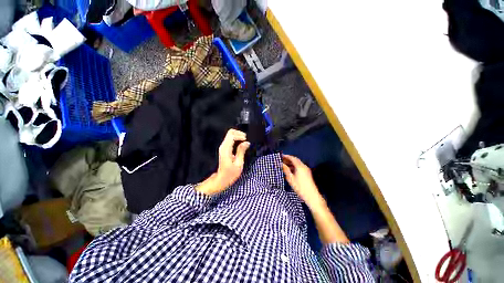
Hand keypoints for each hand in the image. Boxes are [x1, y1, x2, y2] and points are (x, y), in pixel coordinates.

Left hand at [196, 129, 249, 195]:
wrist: (221, 179)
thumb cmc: (230, 174)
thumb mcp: (238, 163)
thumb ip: (241, 151)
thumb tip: (246, 142)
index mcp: (226, 149)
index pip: (232, 135)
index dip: (240, 135)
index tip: (246, 140)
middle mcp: (223, 146)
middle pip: (230, 132)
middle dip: (239, 134)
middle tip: (246, 139)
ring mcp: (223, 147)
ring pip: (230, 135)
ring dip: (238, 136)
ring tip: (245, 142)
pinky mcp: (224, 149)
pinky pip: (230, 139)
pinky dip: (236, 139)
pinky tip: (241, 144)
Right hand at [282, 155, 323, 207]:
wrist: (311, 196)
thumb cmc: (299, 187)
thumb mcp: (290, 178)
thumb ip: (286, 170)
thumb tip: (281, 164)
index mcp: (300, 166)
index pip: (292, 158)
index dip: (286, 156)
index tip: (281, 156)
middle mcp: (304, 166)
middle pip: (295, 160)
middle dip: (288, 159)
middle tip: (281, 160)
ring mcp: (306, 169)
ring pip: (297, 163)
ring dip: (291, 163)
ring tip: (284, 164)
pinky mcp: (307, 173)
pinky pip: (299, 167)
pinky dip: (294, 166)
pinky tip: (290, 169)